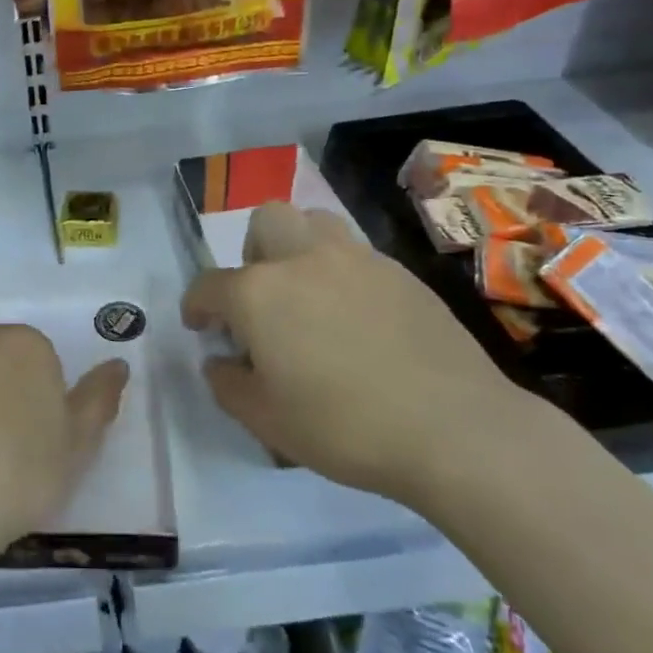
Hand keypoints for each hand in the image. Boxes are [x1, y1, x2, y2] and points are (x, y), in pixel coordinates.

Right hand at [181, 202, 533, 505]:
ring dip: (298, 248)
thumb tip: (220, 362)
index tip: (201, 327)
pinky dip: (341, 273)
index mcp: (259, 293)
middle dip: (251, 253)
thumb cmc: (344, 426)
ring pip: (314, 222)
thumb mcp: (265, 420)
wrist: (455, 430)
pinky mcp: (401, 273)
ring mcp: (357, 260)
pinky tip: (357, 319)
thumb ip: (227, 383)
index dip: (197, 306)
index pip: (209, 285)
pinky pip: (356, 255)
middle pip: (265, 221)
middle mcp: (302, 260)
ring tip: (308, 295)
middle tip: (261, 300)